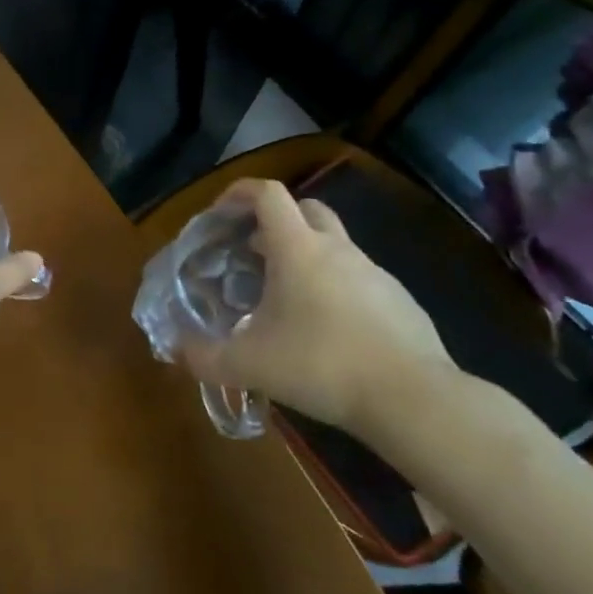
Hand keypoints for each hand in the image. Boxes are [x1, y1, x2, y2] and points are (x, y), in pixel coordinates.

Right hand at [182, 179, 457, 444]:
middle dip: (276, 220)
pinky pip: (359, 279)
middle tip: (253, 249)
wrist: (415, 400)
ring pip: (334, 245)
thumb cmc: (322, 365)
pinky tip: (327, 330)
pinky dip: (336, 288)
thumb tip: (177, 350)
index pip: (267, 194)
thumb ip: (205, 357)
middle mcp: (337, 249)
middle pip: (306, 209)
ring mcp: (375, 274)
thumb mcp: (249, 365)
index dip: (239, 192)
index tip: (219, 212)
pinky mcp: (401, 302)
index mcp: (297, 249)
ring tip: (285, 297)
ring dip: (306, 256)